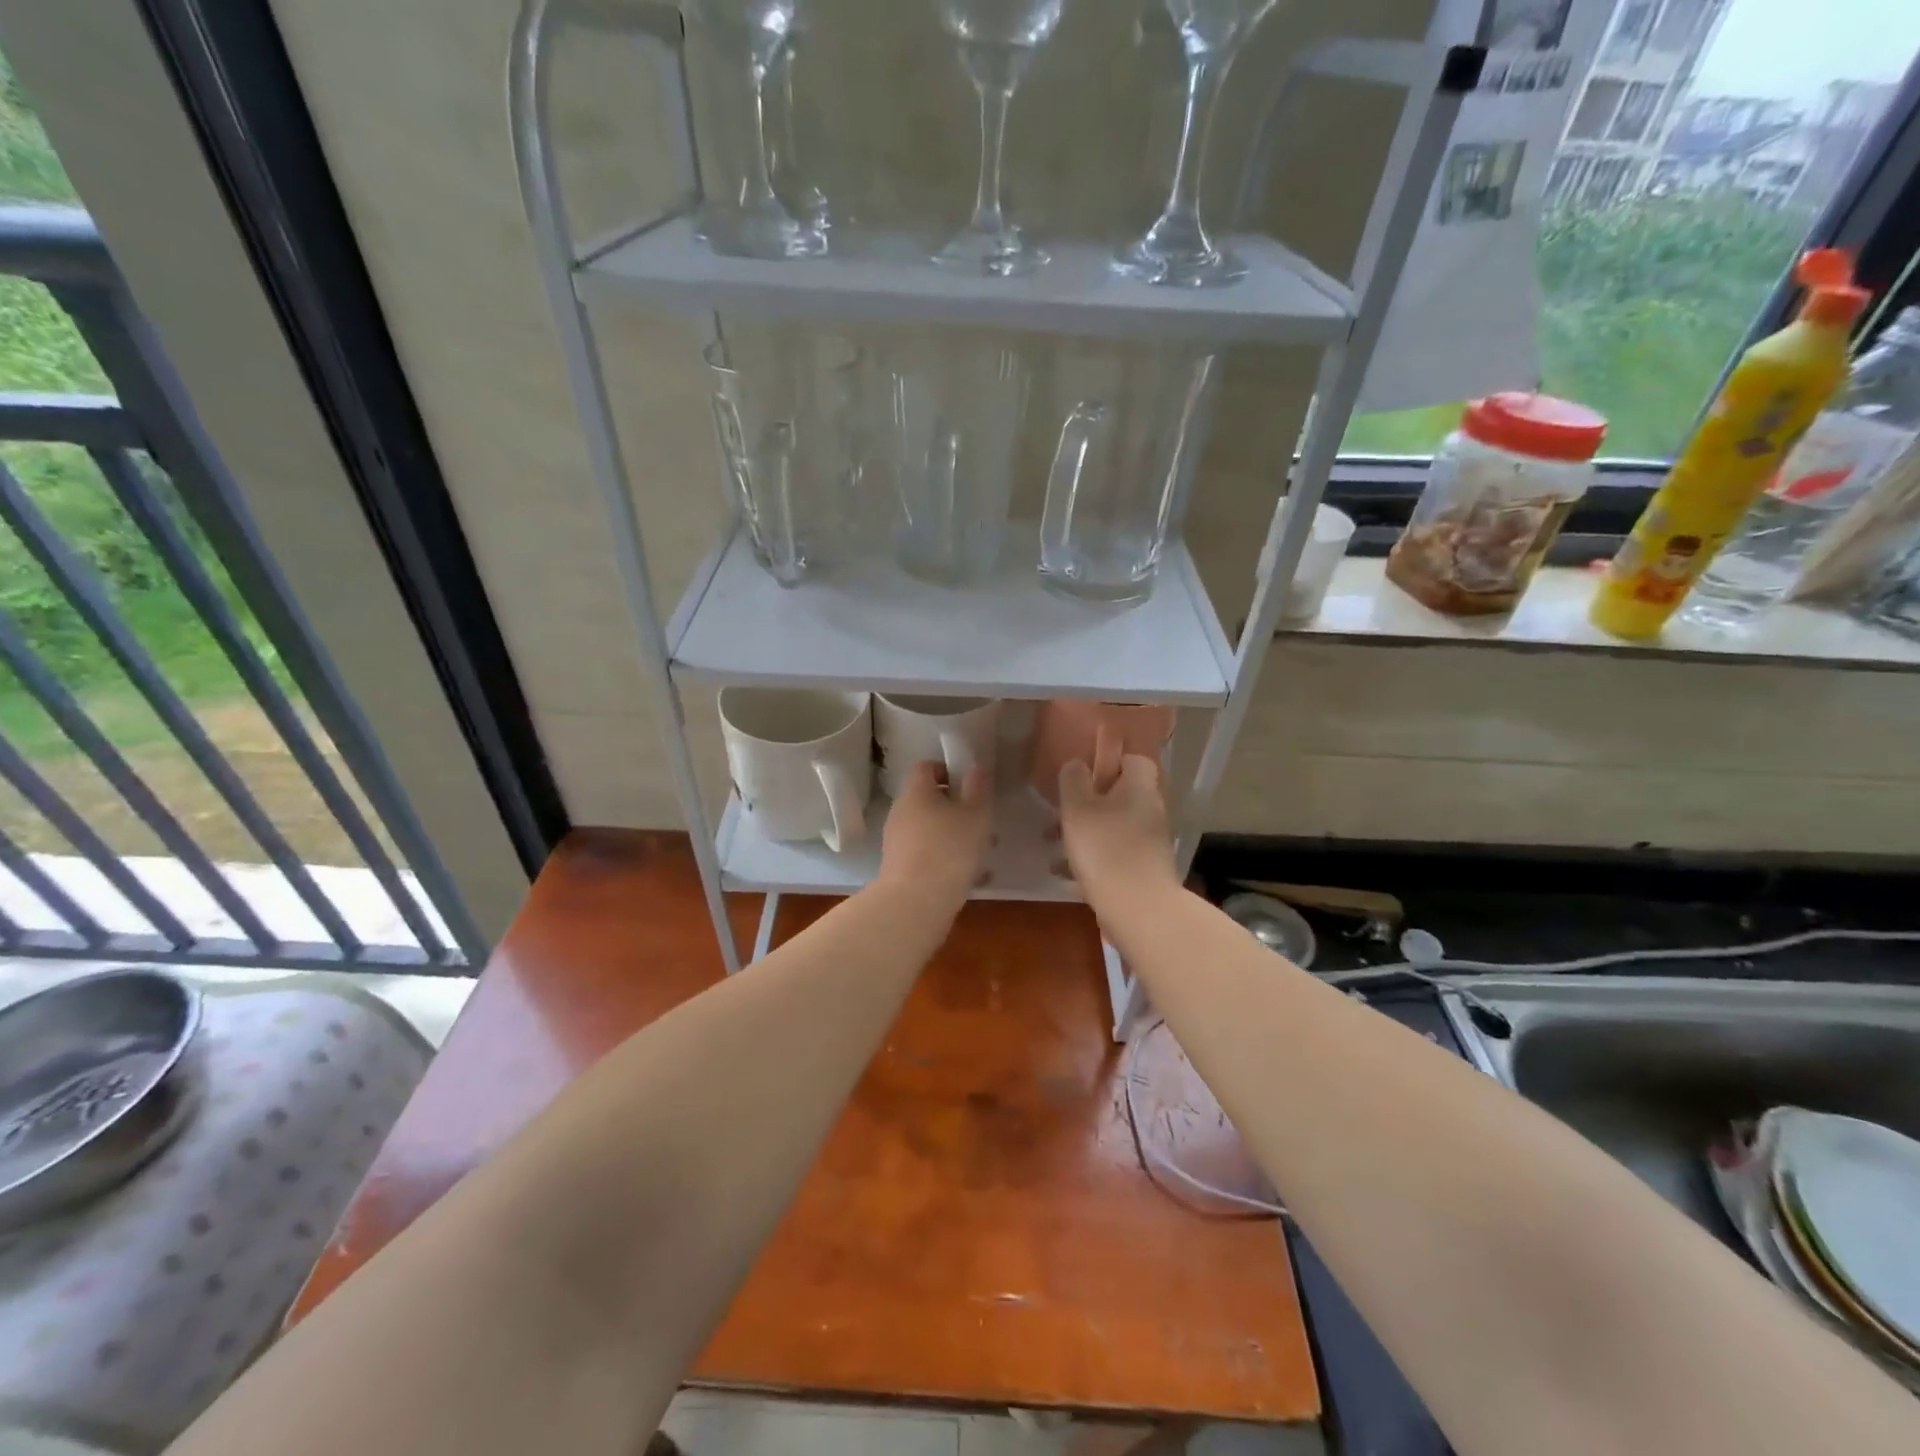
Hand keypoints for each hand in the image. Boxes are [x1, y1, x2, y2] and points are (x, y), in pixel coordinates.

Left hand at [876, 760, 992, 915]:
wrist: (916, 902)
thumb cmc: (950, 849)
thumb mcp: (976, 815)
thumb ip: (978, 789)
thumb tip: (975, 768)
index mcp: (916, 792)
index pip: (925, 767)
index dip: (947, 770)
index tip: (969, 786)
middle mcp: (901, 812)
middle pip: (929, 801)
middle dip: (958, 811)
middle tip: (984, 825)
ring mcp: (897, 842)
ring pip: (931, 831)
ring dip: (956, 838)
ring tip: (984, 857)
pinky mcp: (899, 868)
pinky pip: (927, 855)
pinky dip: (947, 861)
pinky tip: (973, 879)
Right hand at [1058, 751, 1177, 911]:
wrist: (1138, 909)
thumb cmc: (1105, 849)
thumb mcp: (1078, 809)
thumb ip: (1074, 781)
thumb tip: (1077, 763)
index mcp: (1140, 788)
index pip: (1133, 760)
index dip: (1109, 763)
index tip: (1083, 776)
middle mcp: (1151, 811)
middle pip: (1120, 796)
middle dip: (1088, 803)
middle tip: (1060, 814)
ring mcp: (1150, 842)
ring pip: (1113, 827)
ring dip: (1085, 833)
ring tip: (1053, 845)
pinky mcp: (1145, 869)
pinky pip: (1115, 854)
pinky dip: (1092, 858)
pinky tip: (1065, 873)